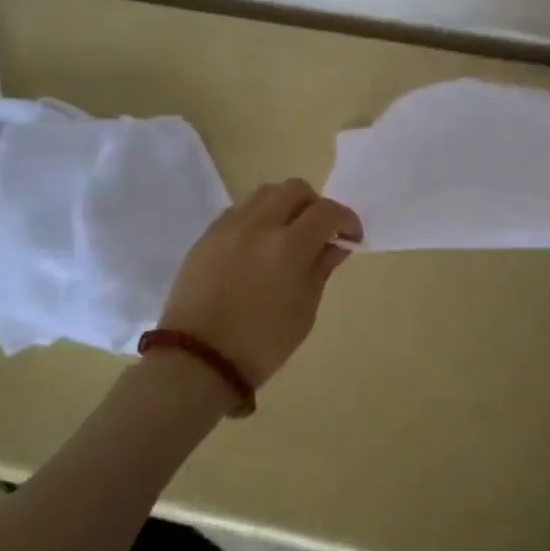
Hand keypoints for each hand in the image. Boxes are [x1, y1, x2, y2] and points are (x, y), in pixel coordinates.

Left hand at [157, 179, 361, 388]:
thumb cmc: (262, 343)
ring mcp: (228, 227)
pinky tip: (258, 245)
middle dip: (315, 205)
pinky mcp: (206, 237)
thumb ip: (321, 268)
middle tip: (320, 232)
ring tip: (287, 234)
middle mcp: (259, 225)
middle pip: (295, 189)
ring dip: (285, 206)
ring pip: (264, 193)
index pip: (327, 211)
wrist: (198, 361)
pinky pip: (239, 211)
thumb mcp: (304, 310)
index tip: (351, 237)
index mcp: (289, 246)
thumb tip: (335, 245)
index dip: (346, 219)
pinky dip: (257, 217)